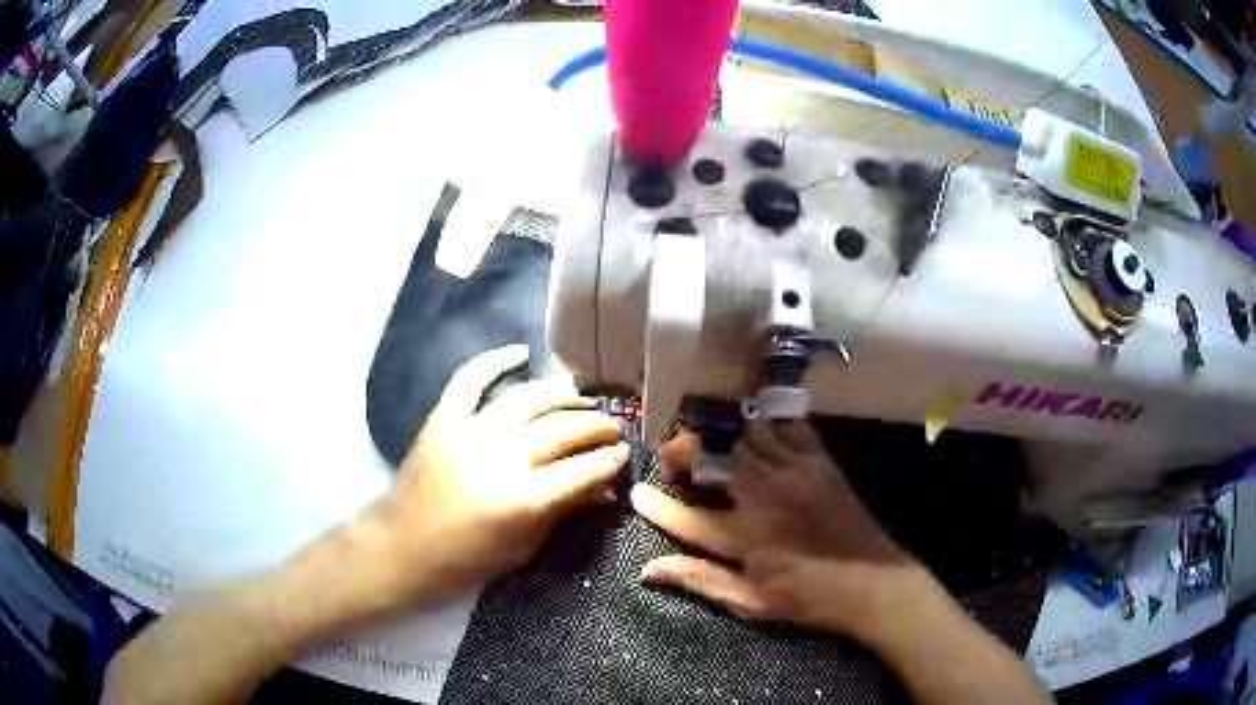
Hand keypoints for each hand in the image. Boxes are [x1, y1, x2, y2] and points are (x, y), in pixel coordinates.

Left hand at [369, 345, 628, 602]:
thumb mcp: (524, 547)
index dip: (610, 460)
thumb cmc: (466, 559)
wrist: (403, 547)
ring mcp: (470, 432)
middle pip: (563, 430)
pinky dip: (495, 361)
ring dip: (563, 396)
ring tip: (583, 399)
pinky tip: (521, 353)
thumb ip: (565, 511)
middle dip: (596, 427)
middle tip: (612, 429)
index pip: (583, 470)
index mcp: (522, 500)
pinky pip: (471, 380)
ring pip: (528, 399)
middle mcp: (500, 458)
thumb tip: (605, 489)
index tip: (624, 453)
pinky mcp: (444, 419)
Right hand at [631, 421, 936, 641]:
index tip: (637, 493)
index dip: (657, 505)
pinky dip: (766, 423)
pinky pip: (787, 426)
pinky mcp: (818, 461)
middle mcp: (765, 498)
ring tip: (710, 441)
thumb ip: (699, 581)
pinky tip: (756, 429)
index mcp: (746, 539)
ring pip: (746, 434)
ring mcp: (794, 473)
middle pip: (714, 458)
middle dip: (685, 450)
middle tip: (674, 456)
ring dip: (722, 434)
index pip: (686, 517)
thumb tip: (647, 571)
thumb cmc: (808, 598)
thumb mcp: (750, 602)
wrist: (872, 582)